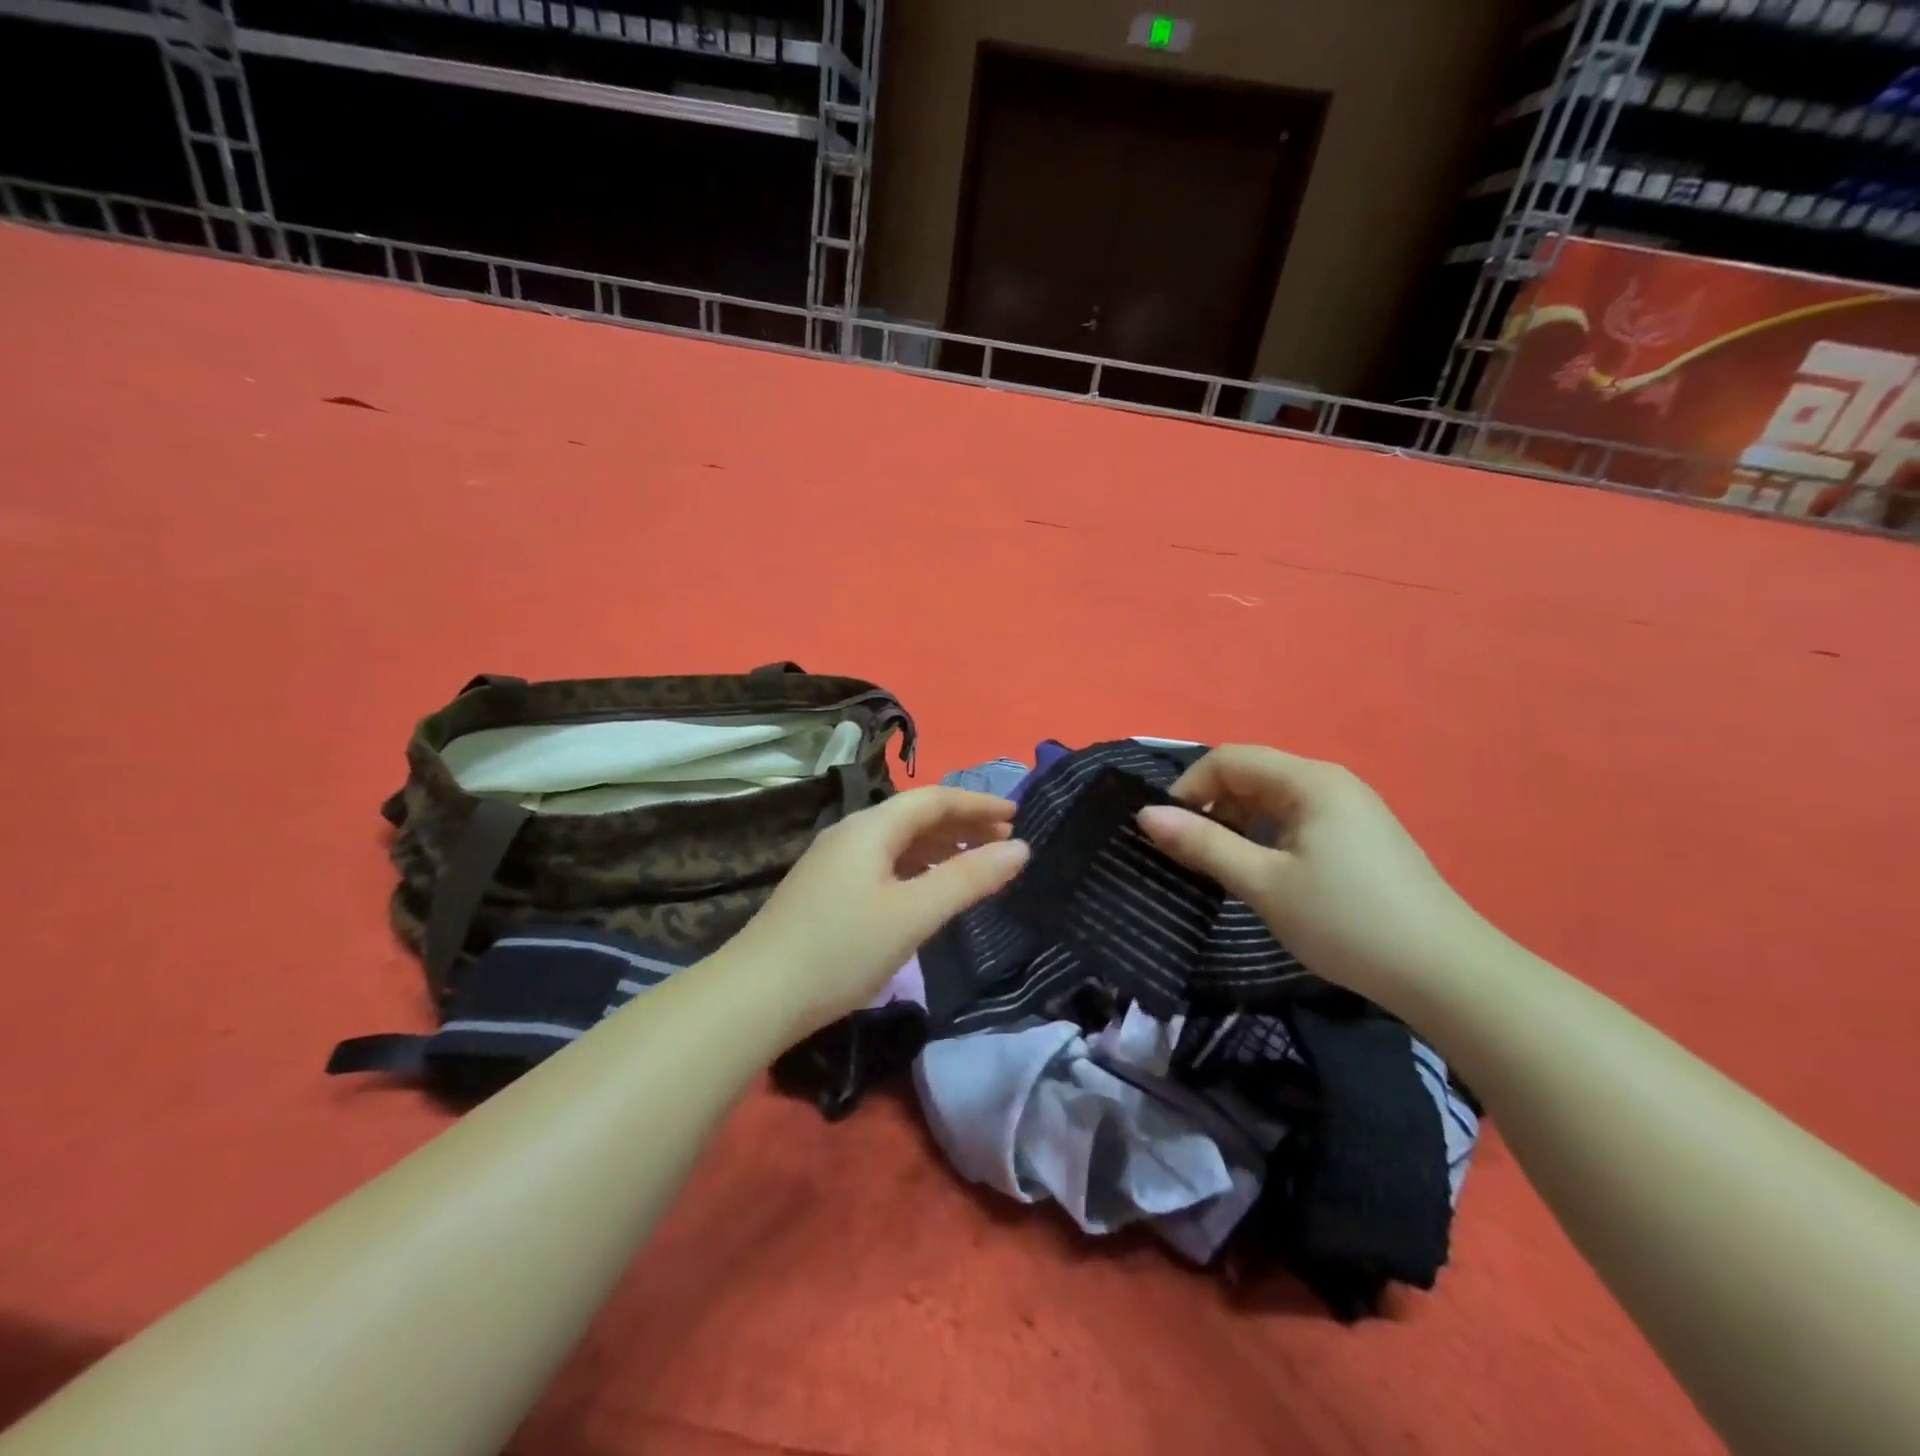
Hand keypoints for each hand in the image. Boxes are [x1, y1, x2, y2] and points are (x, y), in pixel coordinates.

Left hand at [722, 787, 1029, 1037]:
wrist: (756, 995)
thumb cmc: (841, 949)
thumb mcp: (913, 914)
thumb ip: (968, 879)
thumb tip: (1020, 849)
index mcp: (871, 827)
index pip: (934, 799)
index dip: (978, 804)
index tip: (1017, 816)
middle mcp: (851, 833)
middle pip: (916, 816)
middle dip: (963, 824)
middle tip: (1005, 842)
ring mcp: (834, 861)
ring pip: (899, 841)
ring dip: (940, 846)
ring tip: (977, 863)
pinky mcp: (826, 889)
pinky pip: (884, 863)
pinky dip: (917, 867)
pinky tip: (928, 889)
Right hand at [1136, 745, 1493, 1004]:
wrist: (1446, 974)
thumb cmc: (1346, 922)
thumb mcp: (1263, 883)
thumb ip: (1203, 844)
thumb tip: (1145, 816)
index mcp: (1309, 781)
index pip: (1229, 760)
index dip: (1189, 788)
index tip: (1166, 832)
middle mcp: (1331, 782)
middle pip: (1252, 775)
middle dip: (1212, 806)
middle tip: (1191, 855)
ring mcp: (1351, 809)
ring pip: (1274, 799)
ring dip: (1238, 824)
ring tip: (1224, 868)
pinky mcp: (1362, 837)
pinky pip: (1298, 819)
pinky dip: (1267, 836)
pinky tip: (1267, 874)